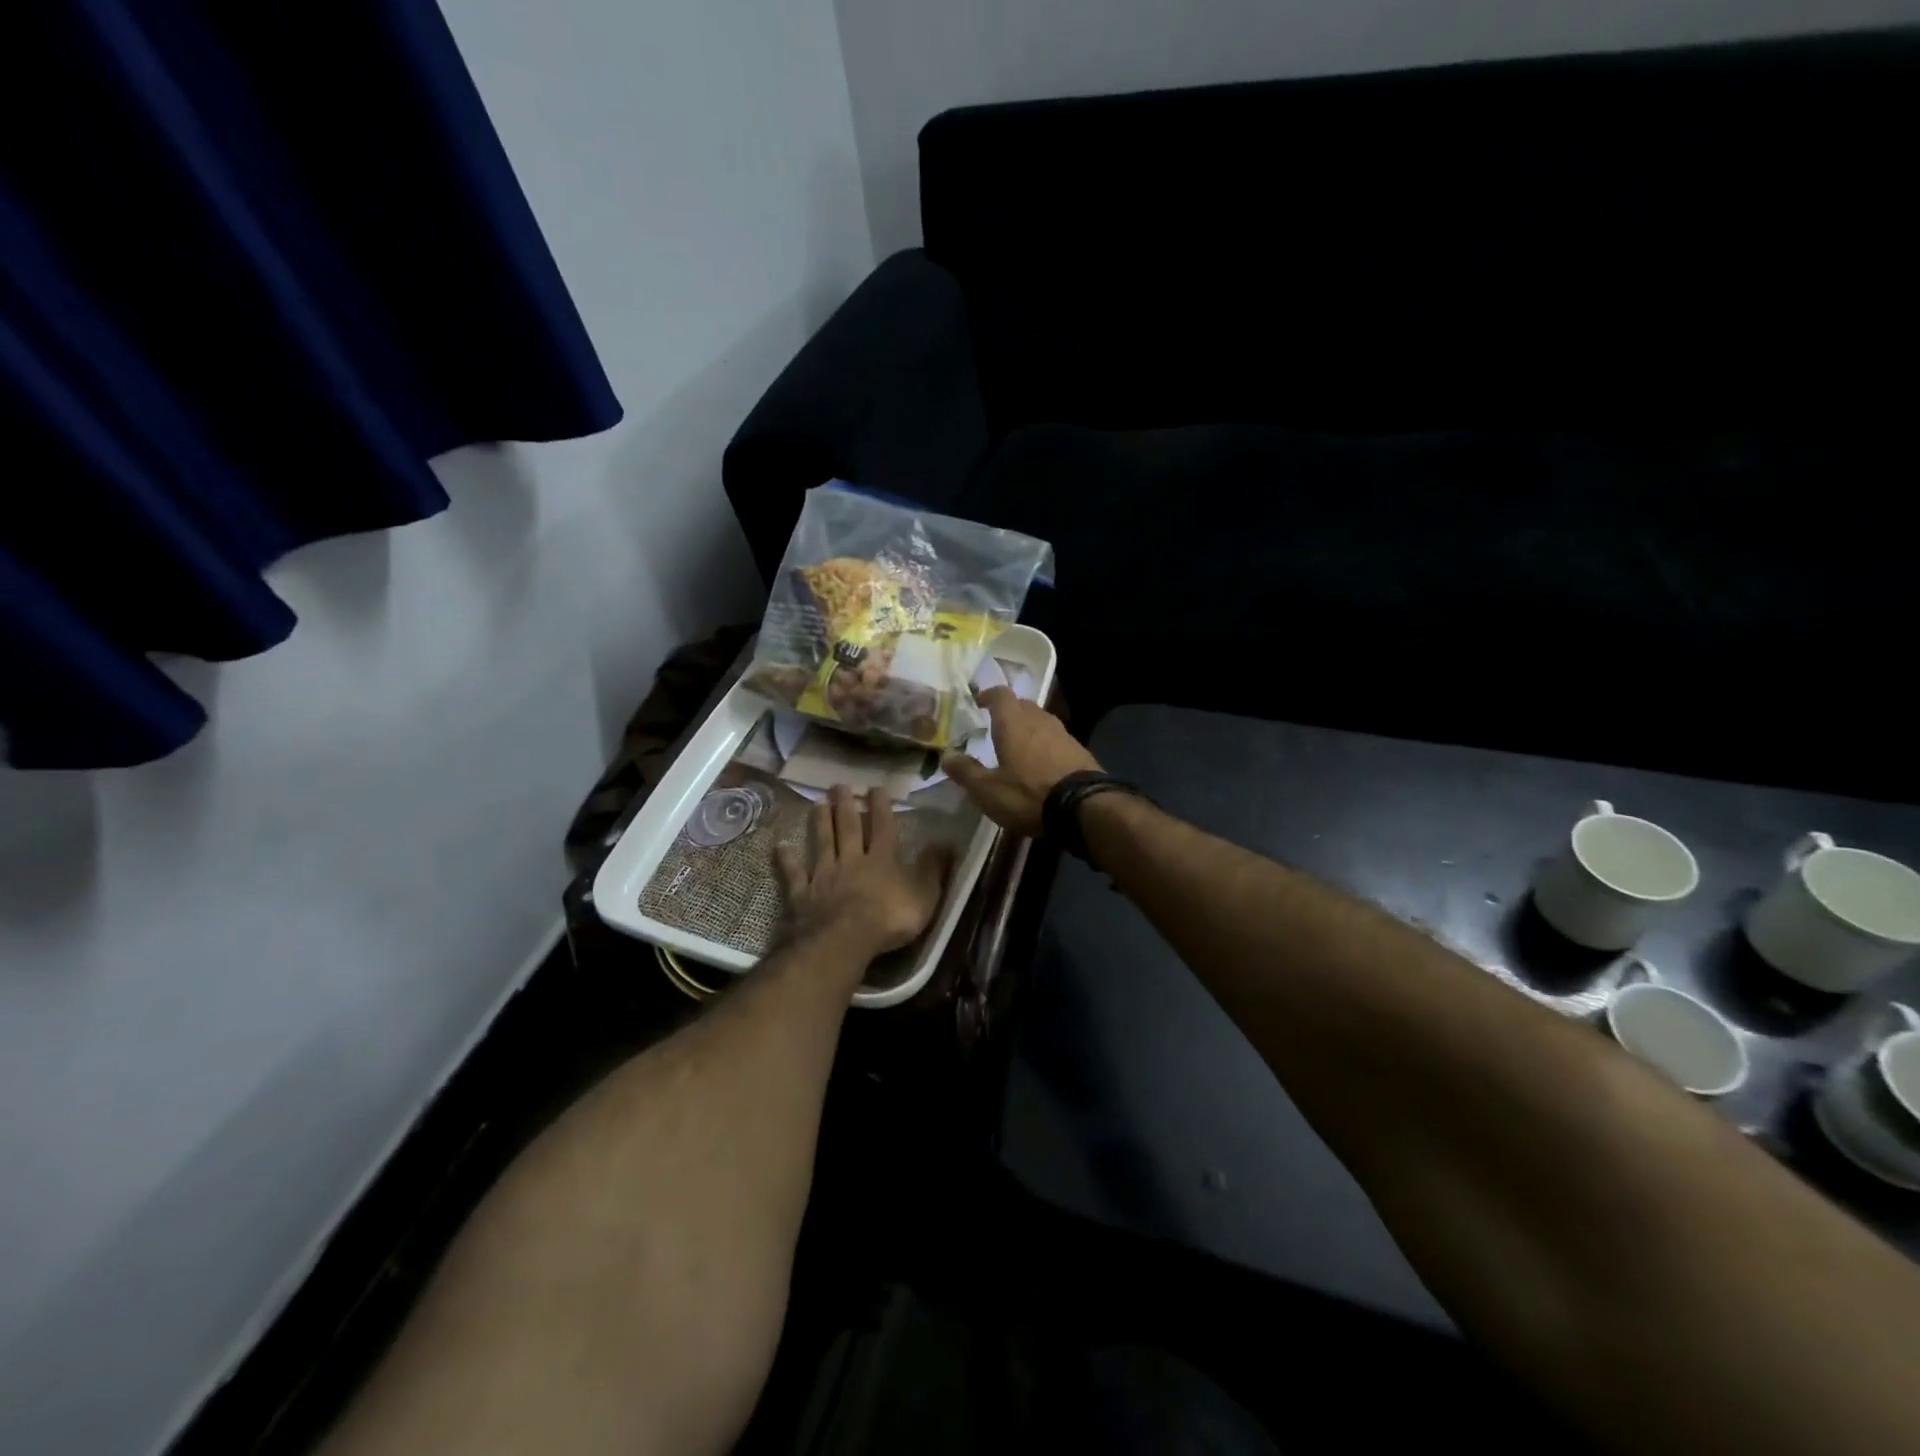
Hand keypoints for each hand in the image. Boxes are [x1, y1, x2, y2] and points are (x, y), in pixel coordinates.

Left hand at [775, 785, 949, 960]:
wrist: (844, 939)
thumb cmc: (890, 918)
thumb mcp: (924, 894)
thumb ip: (934, 867)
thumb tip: (947, 841)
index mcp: (883, 859)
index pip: (884, 826)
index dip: (881, 807)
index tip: (876, 788)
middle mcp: (852, 860)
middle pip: (848, 828)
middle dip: (845, 805)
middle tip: (838, 785)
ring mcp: (825, 875)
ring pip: (822, 843)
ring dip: (820, 822)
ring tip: (817, 803)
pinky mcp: (803, 894)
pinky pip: (794, 874)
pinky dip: (788, 860)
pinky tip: (781, 848)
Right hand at [943, 687, 1101, 836]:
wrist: (1085, 808)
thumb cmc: (1028, 794)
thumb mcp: (988, 790)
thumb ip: (966, 771)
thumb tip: (946, 756)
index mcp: (1014, 723)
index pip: (1001, 695)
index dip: (989, 695)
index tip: (979, 701)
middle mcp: (1039, 720)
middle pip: (1023, 705)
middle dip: (1009, 711)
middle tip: (996, 725)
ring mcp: (1063, 734)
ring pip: (1041, 721)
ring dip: (1028, 728)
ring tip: (1018, 745)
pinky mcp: (1080, 751)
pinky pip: (1056, 740)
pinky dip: (1045, 745)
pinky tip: (1041, 764)